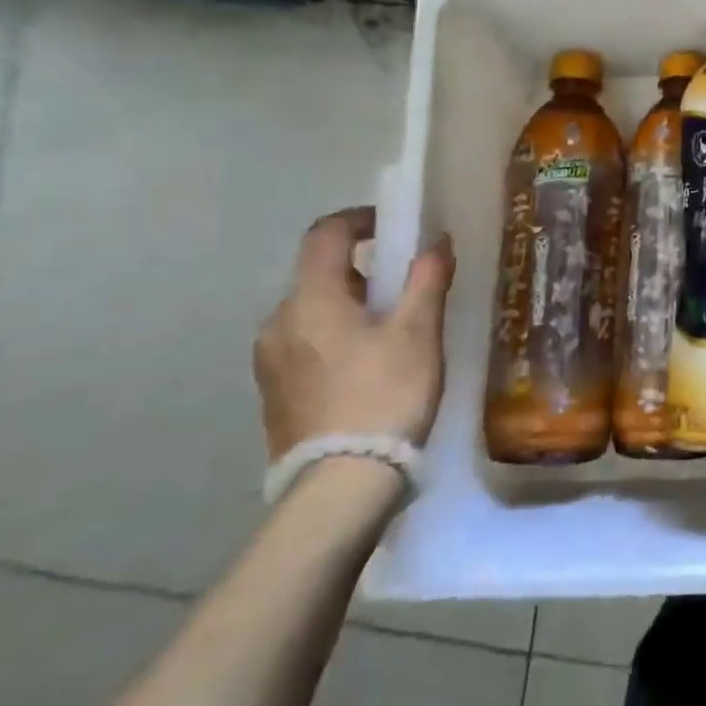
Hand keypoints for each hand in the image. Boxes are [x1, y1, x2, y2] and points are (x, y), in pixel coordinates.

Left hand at [253, 207, 454, 460]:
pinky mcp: (273, 394)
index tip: (393, 226)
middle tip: (404, 289)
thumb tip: (437, 240)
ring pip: (312, 313)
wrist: (341, 485)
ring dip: (348, 307)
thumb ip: (426, 279)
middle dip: (362, 271)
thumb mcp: (418, 333)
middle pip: (319, 275)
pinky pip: (304, 346)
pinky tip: (366, 368)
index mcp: (310, 299)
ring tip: (390, 333)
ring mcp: (269, 362)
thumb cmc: (385, 395)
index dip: (360, 219)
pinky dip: (334, 339)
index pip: (325, 234)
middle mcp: (278, 322)